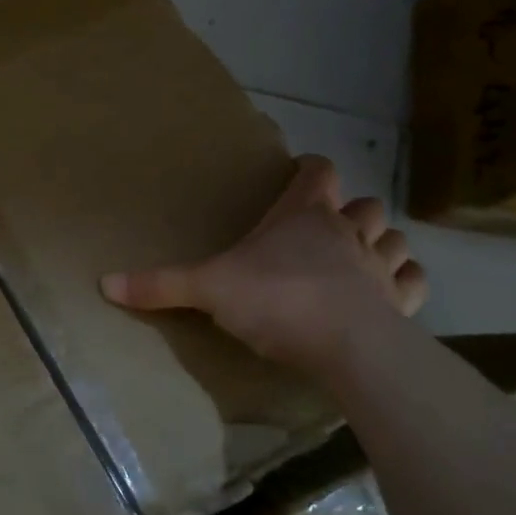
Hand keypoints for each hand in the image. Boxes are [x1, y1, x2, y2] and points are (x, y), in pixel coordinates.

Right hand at [100, 155, 426, 378]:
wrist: (345, 344)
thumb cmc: (276, 299)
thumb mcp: (207, 290)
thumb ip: (159, 285)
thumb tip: (103, 283)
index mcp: (303, 216)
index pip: (318, 173)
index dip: (312, 170)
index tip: (302, 173)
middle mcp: (347, 231)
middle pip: (363, 205)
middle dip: (349, 210)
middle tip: (327, 227)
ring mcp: (379, 266)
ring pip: (393, 238)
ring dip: (381, 242)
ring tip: (361, 257)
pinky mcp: (401, 302)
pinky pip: (413, 280)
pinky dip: (404, 281)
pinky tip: (390, 292)